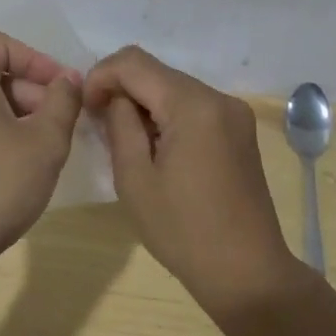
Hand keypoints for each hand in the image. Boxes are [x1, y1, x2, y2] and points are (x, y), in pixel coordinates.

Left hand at [0, 32, 82, 273]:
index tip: (62, 88)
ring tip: (41, 144)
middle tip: (59, 120)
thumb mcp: (46, 140)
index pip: (0, 44)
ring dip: (14, 111)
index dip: (36, 59)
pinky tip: (15, 163)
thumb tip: (68, 79)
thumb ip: (63, 100)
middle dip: (29, 89)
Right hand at [84, 46, 299, 316]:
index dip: (101, 76)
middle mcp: (218, 97)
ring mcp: (234, 112)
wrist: (247, 273)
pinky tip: (157, 148)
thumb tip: (114, 98)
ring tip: (126, 140)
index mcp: (192, 105)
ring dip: (143, 103)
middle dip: (121, 89)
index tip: (87, 110)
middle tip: (100, 125)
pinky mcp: (239, 129)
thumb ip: (119, 124)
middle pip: (155, 71)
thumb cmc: (183, 231)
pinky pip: (192, 105)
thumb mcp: (134, 178)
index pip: (133, 62)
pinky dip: (166, 115)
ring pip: (173, 87)